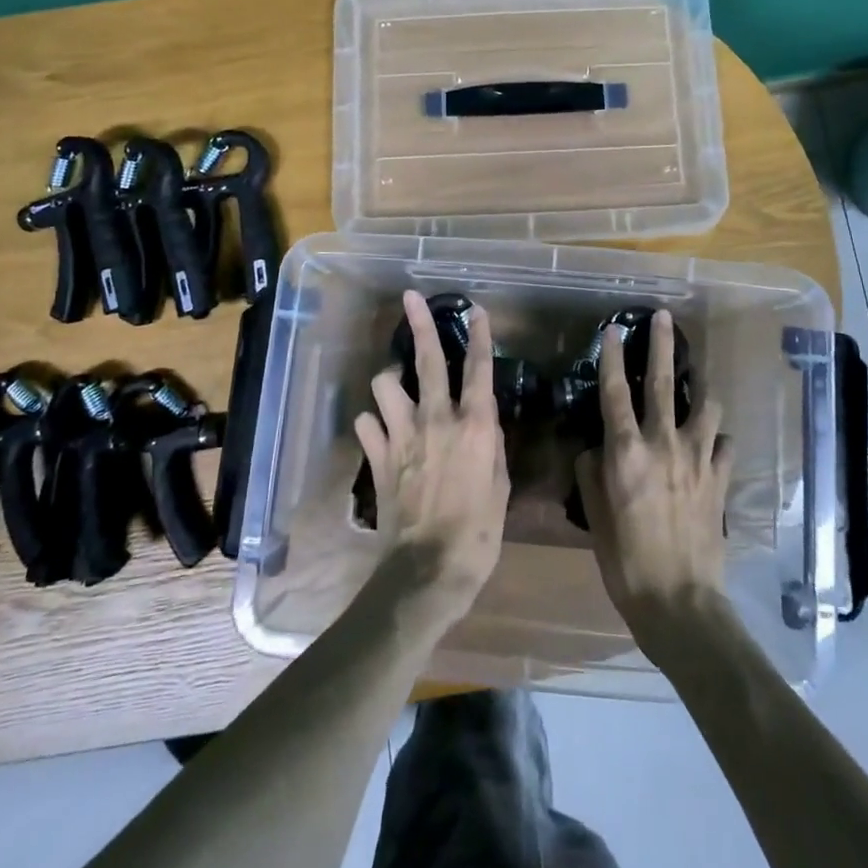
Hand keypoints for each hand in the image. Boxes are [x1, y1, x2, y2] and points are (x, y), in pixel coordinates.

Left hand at [355, 290, 509, 626]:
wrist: (429, 569)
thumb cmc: (478, 532)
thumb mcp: (500, 487)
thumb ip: (491, 446)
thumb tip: (483, 422)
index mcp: (474, 426)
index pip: (479, 369)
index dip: (480, 336)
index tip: (477, 309)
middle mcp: (437, 419)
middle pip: (427, 360)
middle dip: (419, 324)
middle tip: (410, 298)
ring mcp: (403, 435)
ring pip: (385, 384)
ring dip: (389, 381)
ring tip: (395, 387)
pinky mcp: (379, 456)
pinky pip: (366, 423)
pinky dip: (373, 423)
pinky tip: (380, 430)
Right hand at [575, 310, 731, 648]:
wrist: (679, 601)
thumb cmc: (624, 560)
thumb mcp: (594, 515)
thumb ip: (593, 473)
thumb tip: (596, 449)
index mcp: (626, 451)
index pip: (615, 391)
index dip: (613, 356)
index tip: (614, 329)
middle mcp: (663, 443)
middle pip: (664, 383)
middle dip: (662, 345)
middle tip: (664, 317)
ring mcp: (697, 459)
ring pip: (705, 406)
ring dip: (700, 389)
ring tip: (697, 383)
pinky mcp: (720, 479)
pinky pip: (723, 446)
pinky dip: (717, 439)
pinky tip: (712, 444)